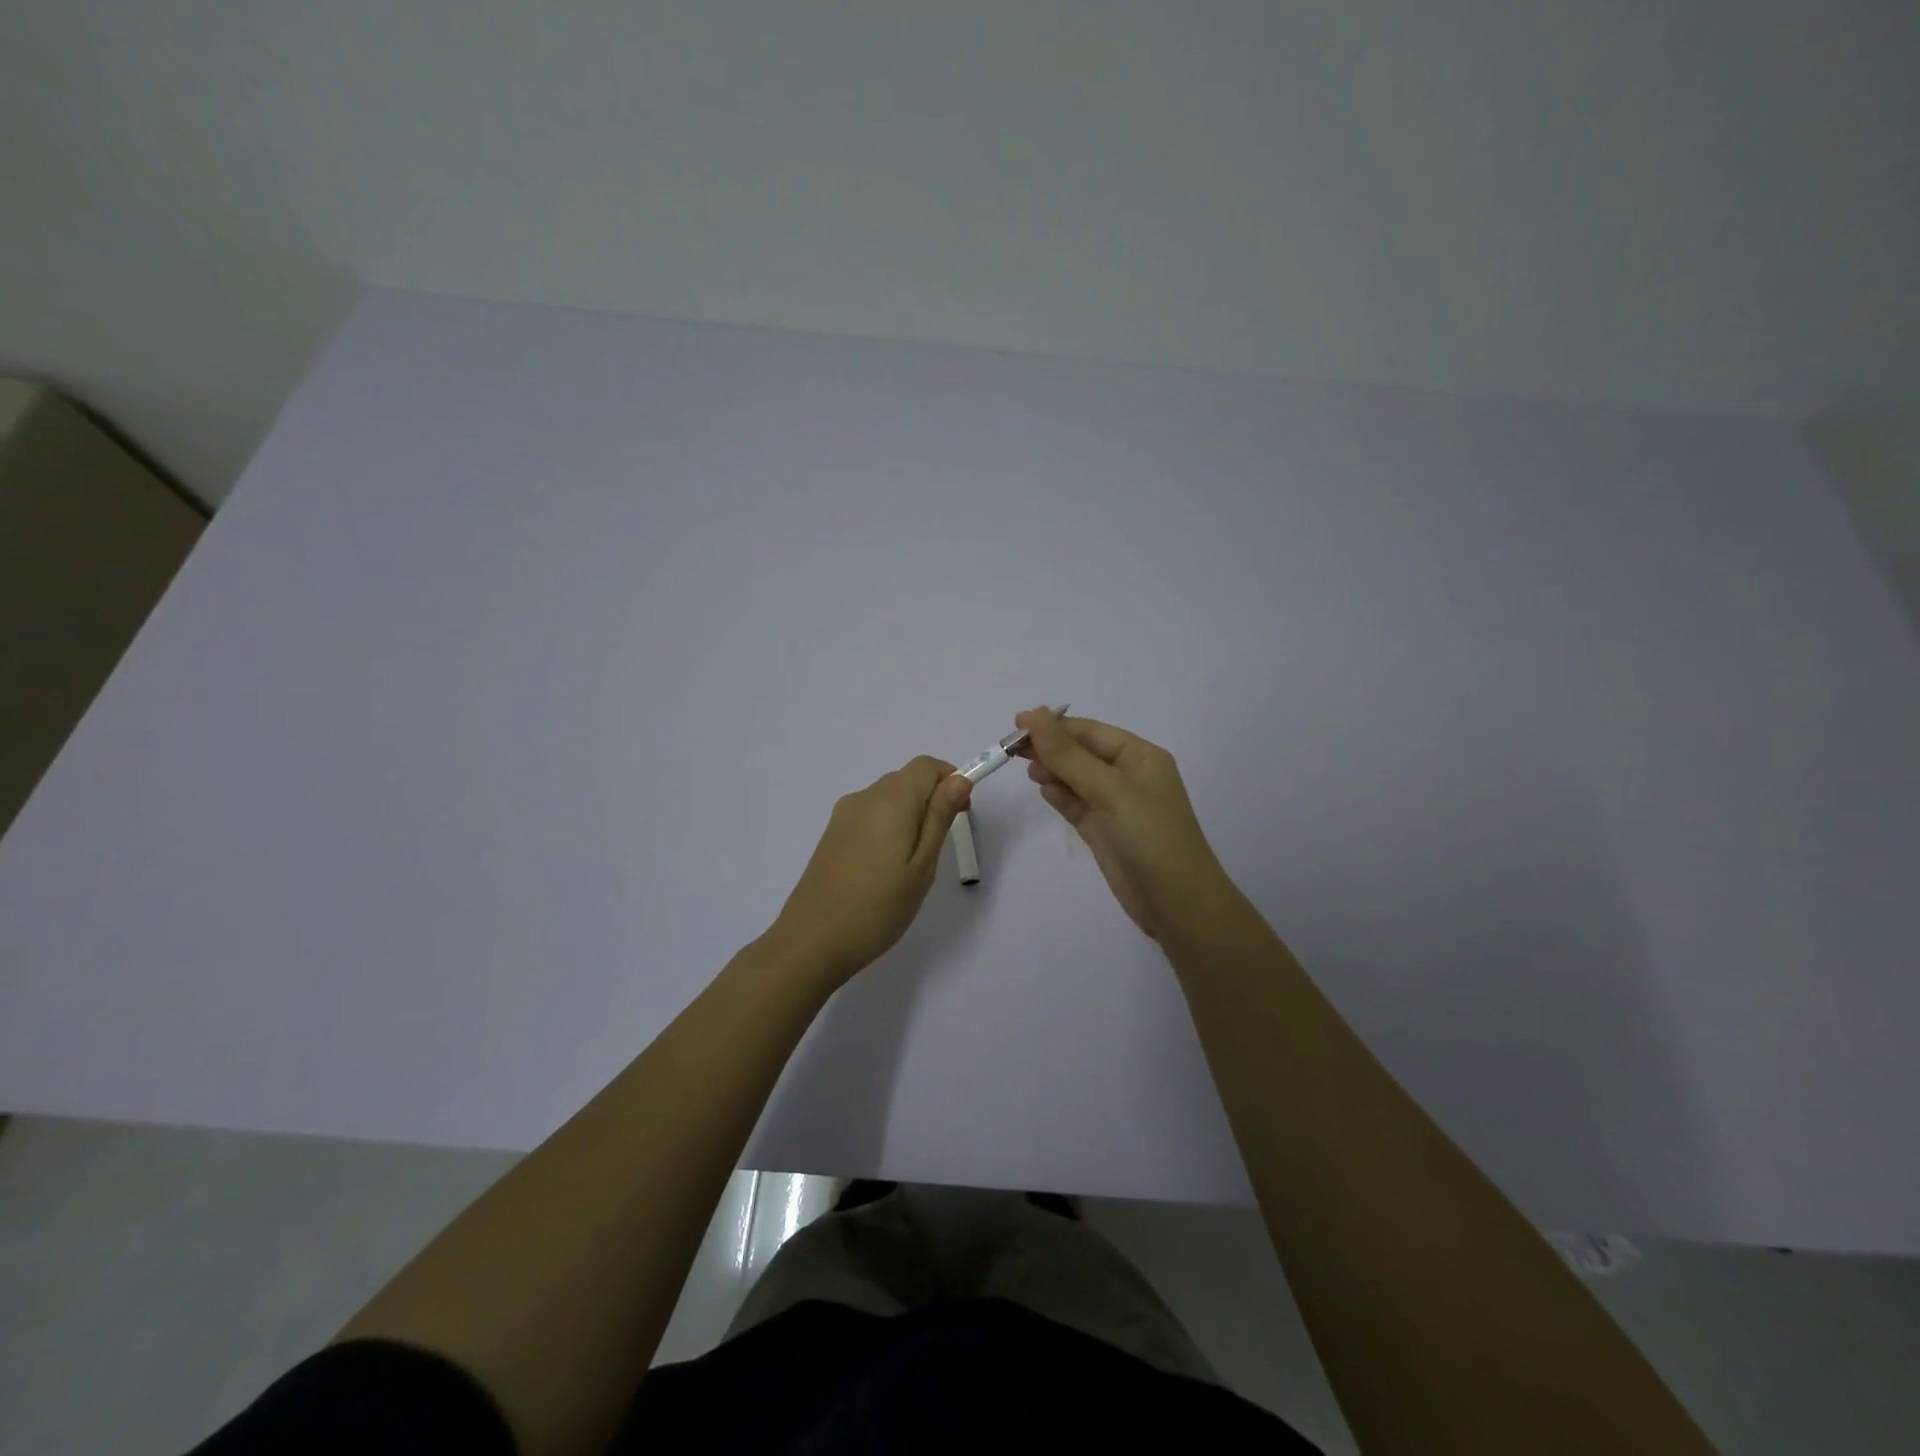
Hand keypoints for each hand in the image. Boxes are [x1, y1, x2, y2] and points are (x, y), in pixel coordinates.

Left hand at [771, 756, 973, 984]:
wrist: (811, 942)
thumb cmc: (877, 907)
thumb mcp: (922, 865)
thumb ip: (940, 818)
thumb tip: (959, 779)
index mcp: (890, 799)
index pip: (927, 766)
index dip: (950, 781)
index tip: (961, 816)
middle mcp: (864, 797)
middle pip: (906, 780)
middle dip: (931, 802)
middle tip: (938, 849)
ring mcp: (843, 816)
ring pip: (887, 799)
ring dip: (909, 817)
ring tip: (911, 866)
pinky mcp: (831, 835)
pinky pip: (869, 817)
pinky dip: (887, 829)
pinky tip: (884, 870)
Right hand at [1017, 708, 1232, 939]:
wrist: (1176, 902)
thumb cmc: (1148, 835)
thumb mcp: (1109, 789)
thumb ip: (1068, 755)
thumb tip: (1035, 715)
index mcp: (1139, 757)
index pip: (1090, 731)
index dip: (1054, 726)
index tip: (1017, 724)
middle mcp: (1128, 776)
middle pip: (1081, 752)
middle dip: (1050, 748)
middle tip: (1012, 749)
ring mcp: (1115, 805)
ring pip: (1076, 778)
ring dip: (1053, 771)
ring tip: (1030, 772)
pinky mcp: (1104, 831)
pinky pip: (1076, 804)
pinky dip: (1060, 796)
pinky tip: (1044, 791)